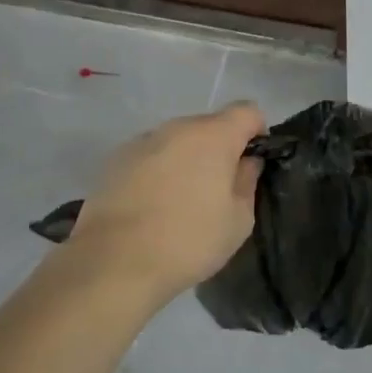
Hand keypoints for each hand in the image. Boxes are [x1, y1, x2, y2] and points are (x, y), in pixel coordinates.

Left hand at [68, 102, 263, 301]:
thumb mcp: (238, 220)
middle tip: (216, 191)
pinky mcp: (117, 158)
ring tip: (180, 202)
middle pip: (209, 126)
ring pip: (177, 141)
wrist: (115, 260)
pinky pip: (151, 156)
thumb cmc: (188, 240)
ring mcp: (144, 139)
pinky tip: (150, 206)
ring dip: (186, 160)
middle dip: (219, 150)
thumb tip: (246, 162)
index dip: (256, 133)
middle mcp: (178, 127)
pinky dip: (157, 171)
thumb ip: (247, 181)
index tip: (251, 164)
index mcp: (213, 135)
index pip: (247, 111)